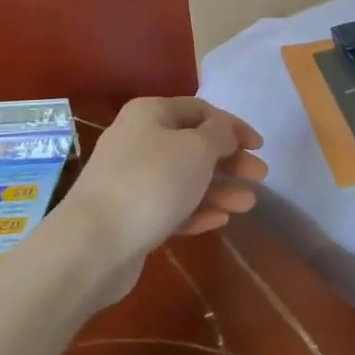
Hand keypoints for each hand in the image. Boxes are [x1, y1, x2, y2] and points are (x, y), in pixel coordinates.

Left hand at [63, 97, 267, 263]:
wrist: (94, 243)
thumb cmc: (152, 182)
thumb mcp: (197, 149)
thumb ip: (219, 135)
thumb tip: (223, 131)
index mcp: (150, 114)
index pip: (200, 110)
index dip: (233, 125)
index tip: (260, 146)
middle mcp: (138, 141)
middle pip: (193, 146)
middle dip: (229, 161)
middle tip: (260, 176)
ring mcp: (132, 180)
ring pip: (185, 179)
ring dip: (219, 189)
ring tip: (248, 204)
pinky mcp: (131, 216)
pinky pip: (171, 207)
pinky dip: (197, 211)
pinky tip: (221, 221)